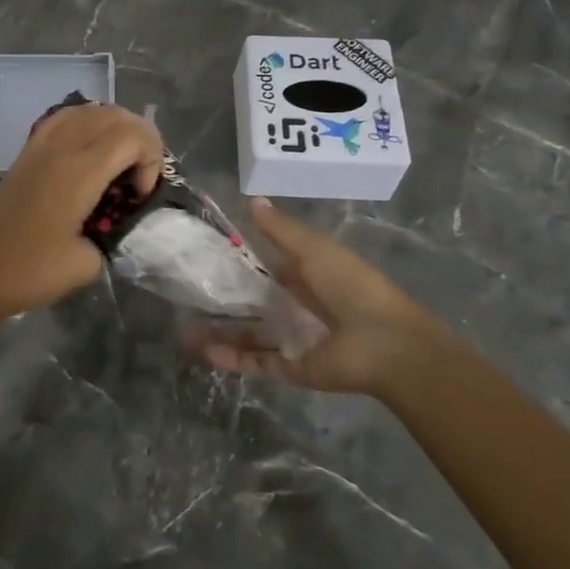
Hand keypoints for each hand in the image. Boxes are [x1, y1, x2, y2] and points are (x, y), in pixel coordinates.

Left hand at [0, 104, 164, 328]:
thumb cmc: (31, 271)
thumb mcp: (88, 264)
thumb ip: (114, 235)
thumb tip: (119, 223)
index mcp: (79, 172)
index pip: (132, 135)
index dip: (151, 158)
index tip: (141, 195)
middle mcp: (61, 148)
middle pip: (114, 115)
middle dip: (141, 139)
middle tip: (139, 178)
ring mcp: (40, 146)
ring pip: (88, 110)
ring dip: (114, 128)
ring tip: (120, 162)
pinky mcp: (26, 153)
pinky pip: (63, 119)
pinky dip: (86, 124)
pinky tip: (90, 150)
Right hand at [185, 199, 457, 395]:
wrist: (386, 344)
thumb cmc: (351, 286)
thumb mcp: (314, 249)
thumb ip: (281, 230)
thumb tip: (253, 200)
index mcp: (306, 275)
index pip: (265, 268)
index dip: (237, 264)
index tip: (203, 259)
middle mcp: (298, 307)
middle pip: (253, 304)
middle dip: (222, 302)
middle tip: (185, 298)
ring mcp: (294, 340)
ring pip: (249, 335)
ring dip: (220, 333)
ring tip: (184, 331)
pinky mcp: (293, 368)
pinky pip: (257, 363)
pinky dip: (232, 359)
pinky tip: (203, 352)